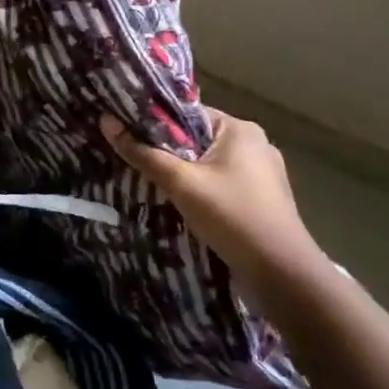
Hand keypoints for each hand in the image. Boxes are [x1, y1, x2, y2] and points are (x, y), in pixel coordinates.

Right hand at [102, 109, 325, 300]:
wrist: (283, 275)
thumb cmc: (231, 216)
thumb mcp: (181, 183)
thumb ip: (143, 153)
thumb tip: (106, 122)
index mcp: (240, 129)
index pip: (188, 113)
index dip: (156, 122)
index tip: (127, 132)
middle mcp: (255, 145)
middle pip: (198, 139)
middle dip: (168, 151)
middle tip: (134, 160)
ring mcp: (263, 175)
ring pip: (209, 165)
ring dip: (184, 175)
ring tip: (152, 184)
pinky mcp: (263, 201)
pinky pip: (222, 186)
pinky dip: (202, 192)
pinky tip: (182, 207)